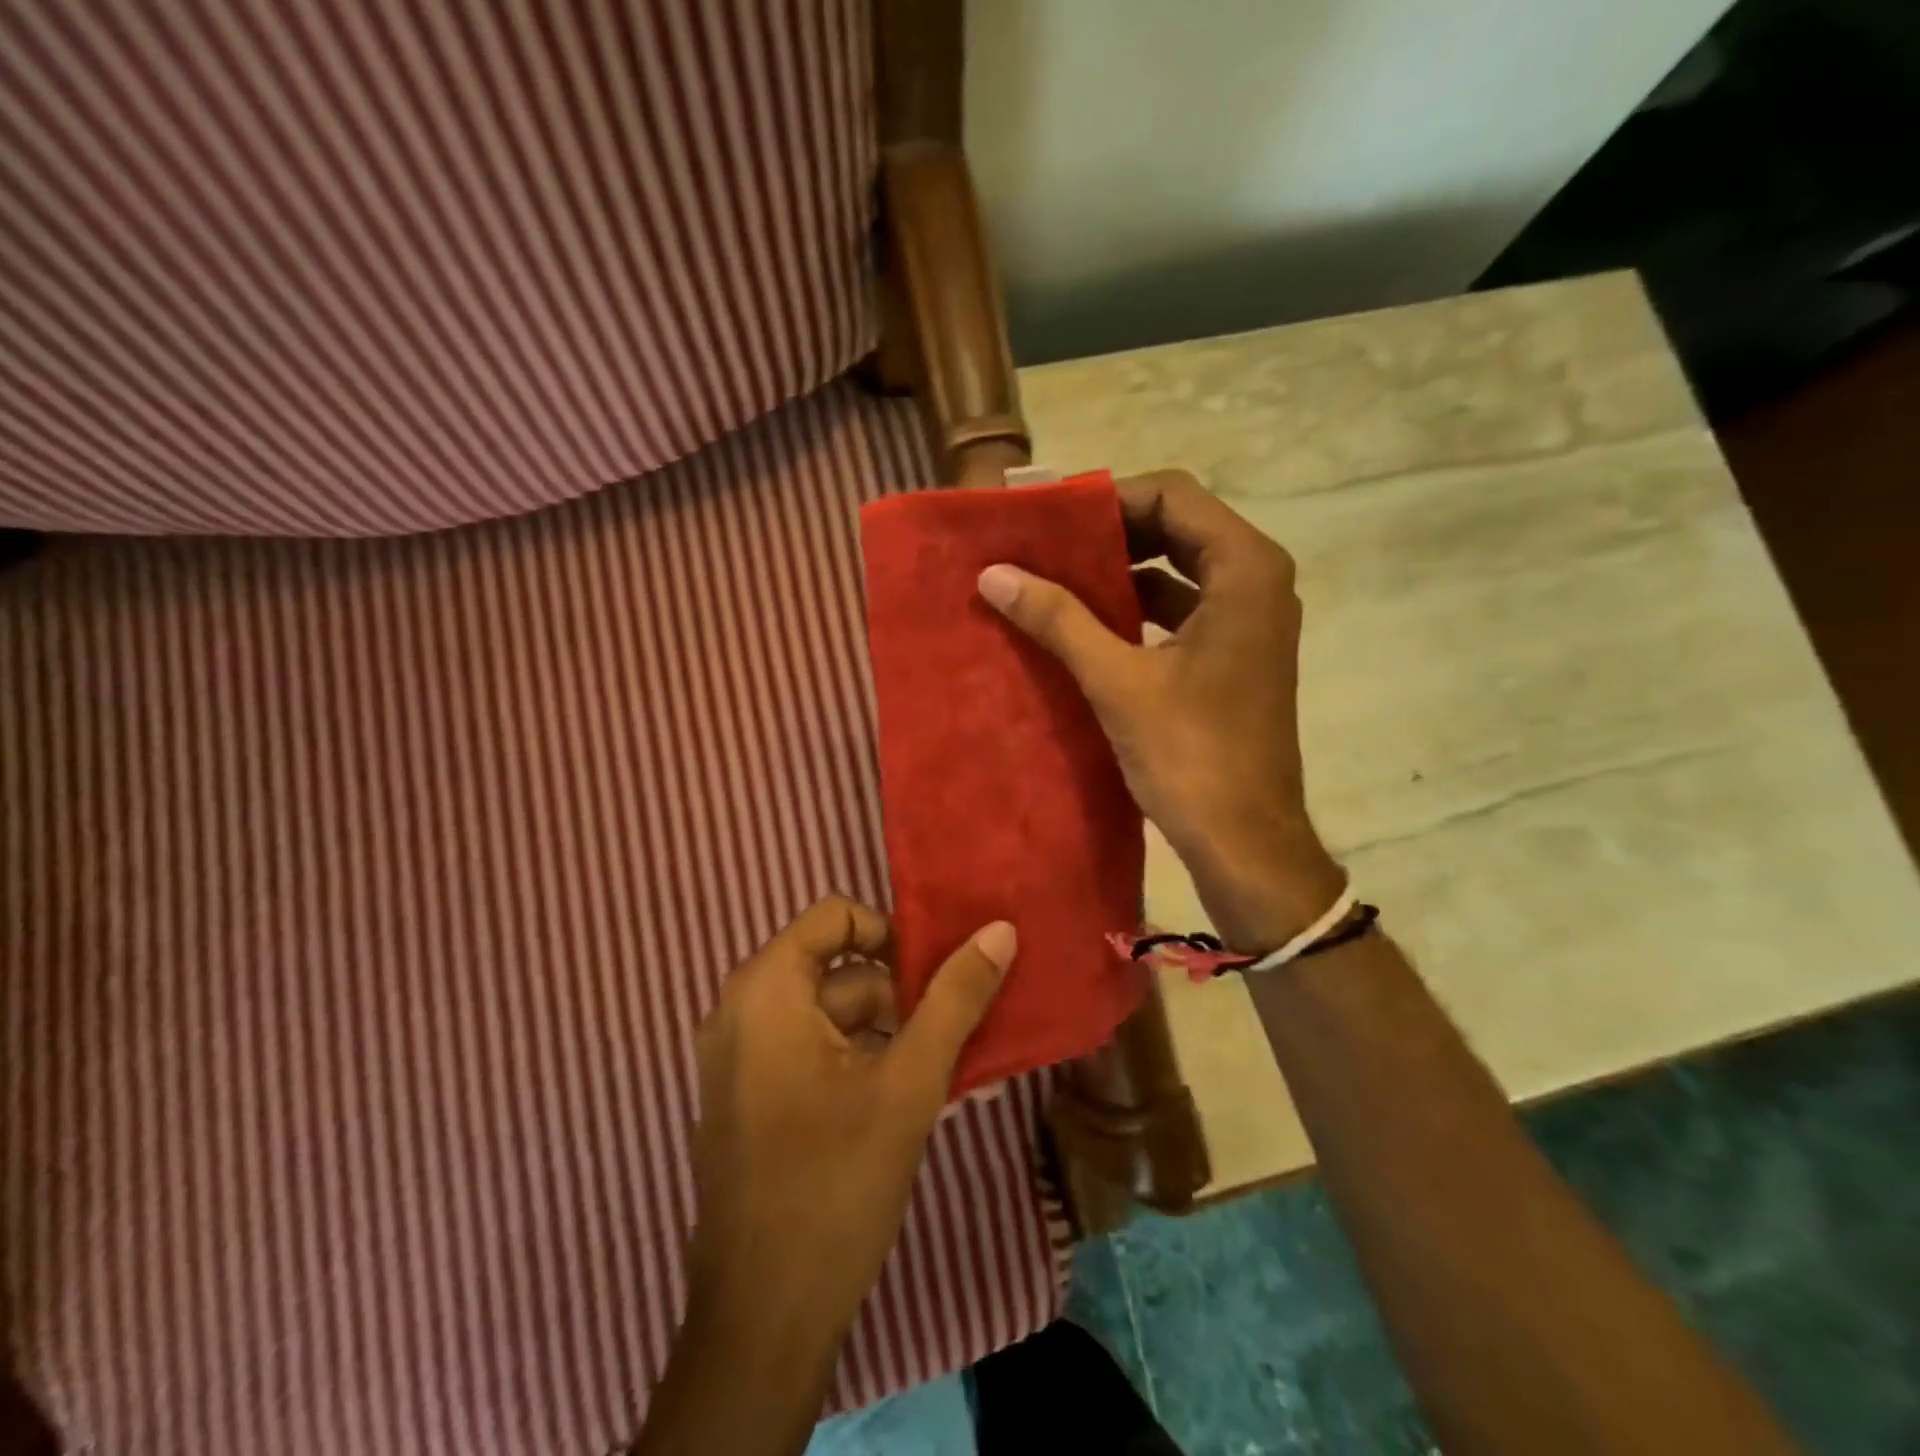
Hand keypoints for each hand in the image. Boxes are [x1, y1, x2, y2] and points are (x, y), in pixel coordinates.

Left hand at [686, 896, 1015, 1344]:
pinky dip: (858, 1058)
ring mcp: (739, 1057)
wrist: (762, 1320)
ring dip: (888, 1030)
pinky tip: (908, 1097)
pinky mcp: (747, 1097)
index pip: (836, 916)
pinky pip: (809, 1050)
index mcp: (766, 989)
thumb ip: (955, 998)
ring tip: (945, 1067)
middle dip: (899, 991)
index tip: (936, 975)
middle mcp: (741, 1010)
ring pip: (827, 1013)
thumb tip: (1000, 929)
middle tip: (954, 1025)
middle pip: (835, 967)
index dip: (891, 934)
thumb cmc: (835, 1182)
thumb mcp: (910, 1081)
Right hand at [976, 469, 1343, 951]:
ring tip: (1055, 578)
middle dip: (1110, 532)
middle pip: (1177, 527)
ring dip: (1120, 571)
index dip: (1108, 498)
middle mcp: (1258, 582)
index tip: (1049, 515)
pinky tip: (1086, 625)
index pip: (1173, 496)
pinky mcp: (1235, 656)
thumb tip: (993, 573)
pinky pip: (1181, 610)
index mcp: (1245, 570)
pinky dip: (1136, 609)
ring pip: (1178, 570)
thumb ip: (1058, 619)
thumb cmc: (1191, 755)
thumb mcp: (1117, 681)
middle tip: (1044, 543)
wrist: (1245, 841)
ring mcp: (1250, 621)